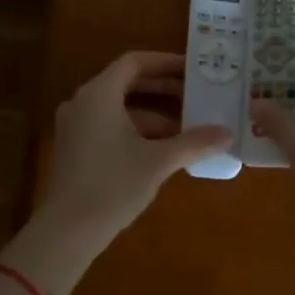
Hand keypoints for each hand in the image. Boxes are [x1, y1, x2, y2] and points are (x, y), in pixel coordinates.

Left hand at [39, 51, 232, 247]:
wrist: (66, 232)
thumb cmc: (113, 185)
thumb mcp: (158, 161)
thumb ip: (194, 142)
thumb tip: (228, 133)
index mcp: (99, 94)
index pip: (134, 62)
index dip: (165, 63)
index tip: (193, 70)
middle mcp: (82, 102)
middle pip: (126, 83)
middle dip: (163, 90)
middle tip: (196, 96)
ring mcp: (75, 126)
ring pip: (119, 108)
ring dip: (153, 114)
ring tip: (187, 127)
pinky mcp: (74, 148)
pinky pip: (108, 125)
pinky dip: (135, 130)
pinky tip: (162, 149)